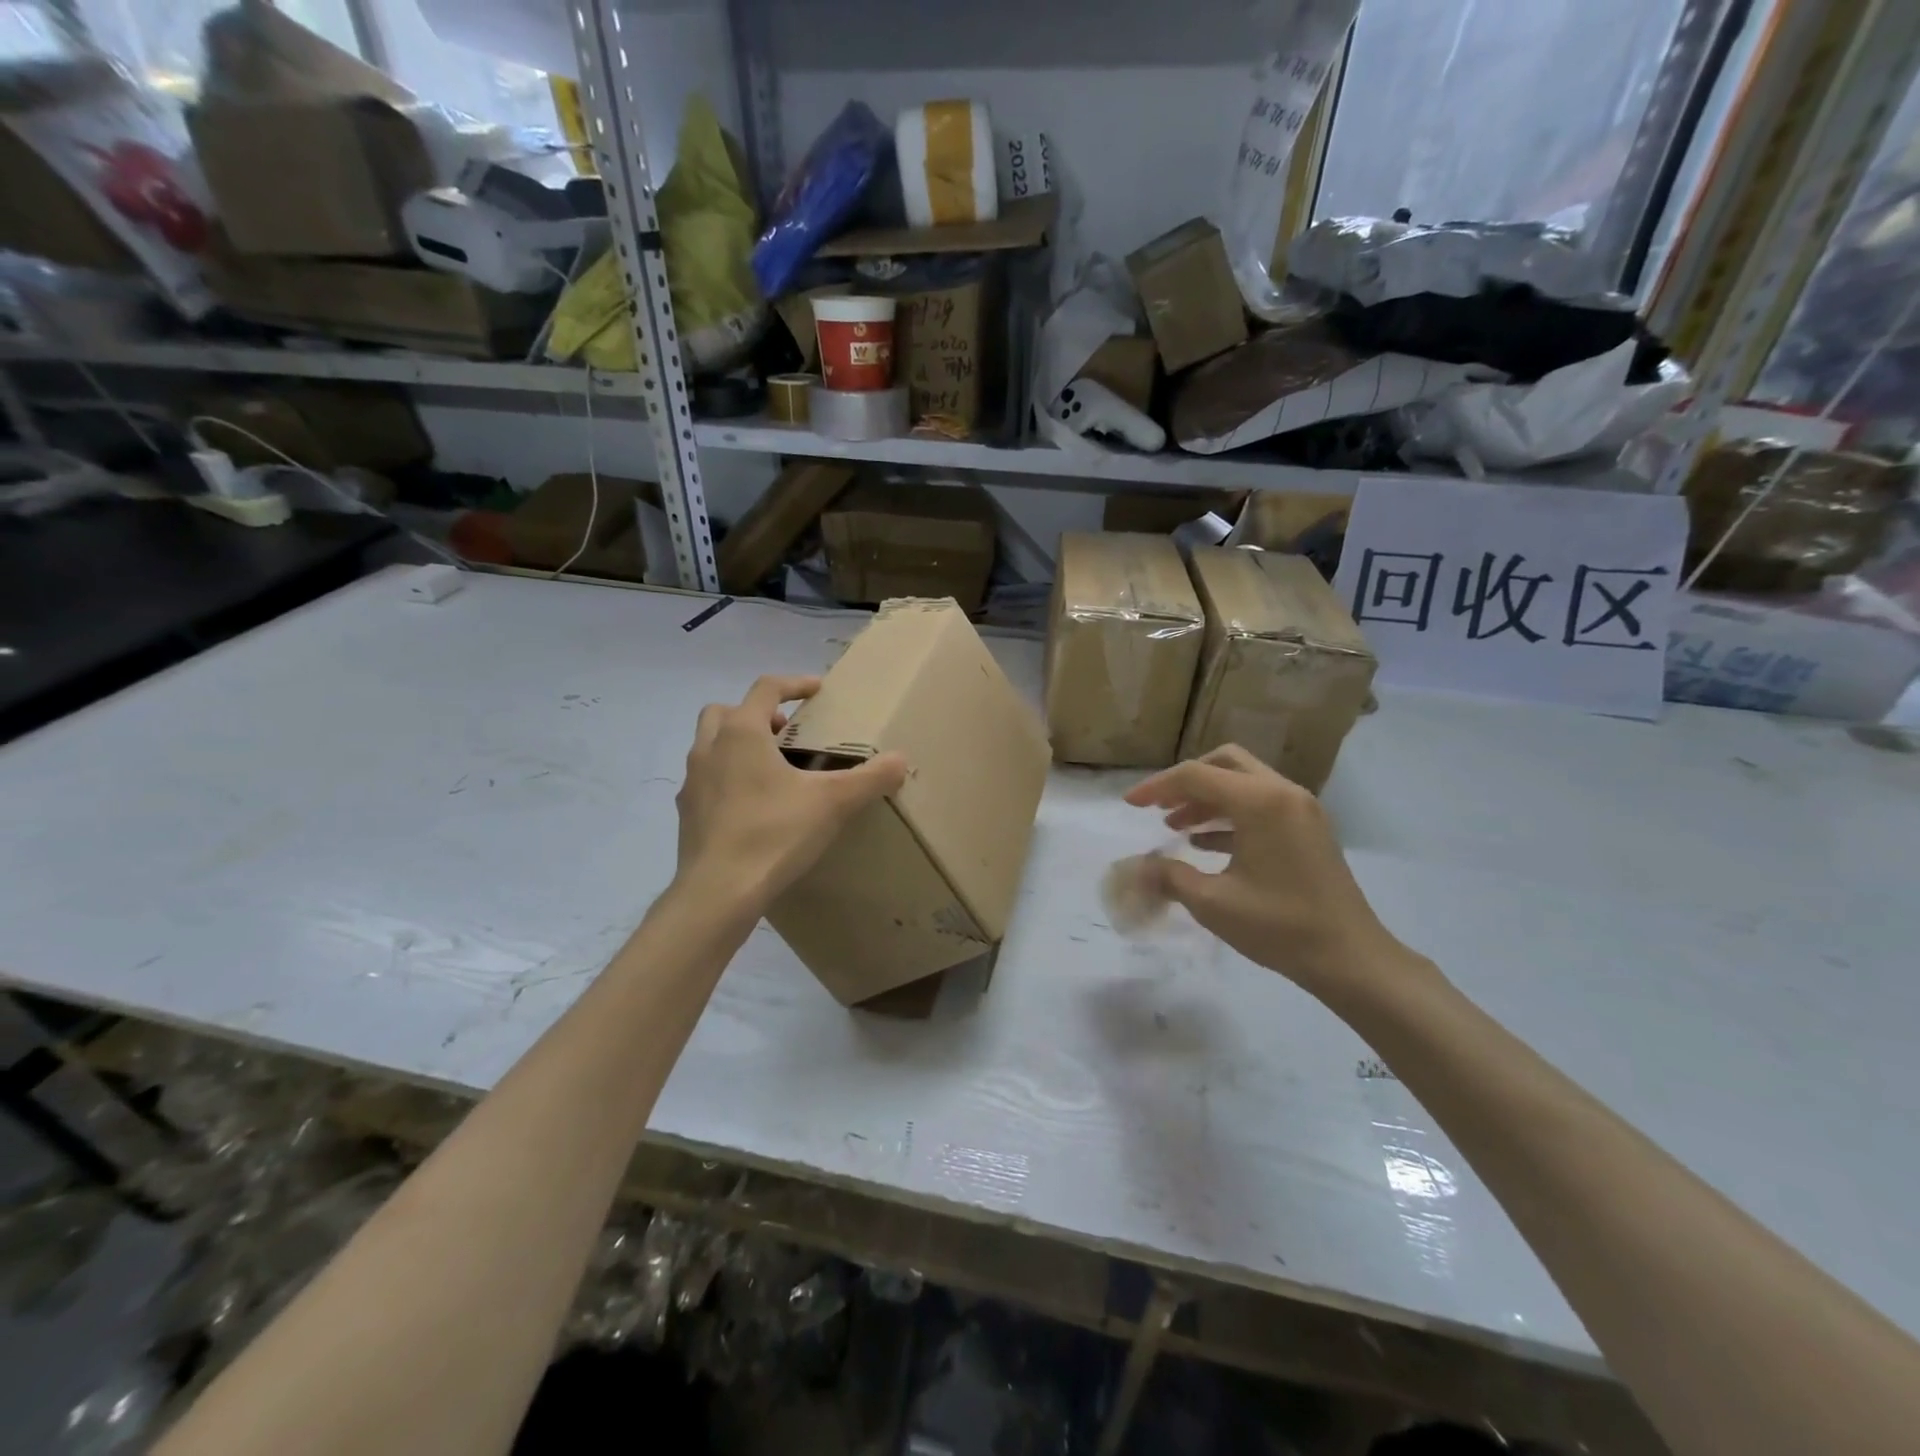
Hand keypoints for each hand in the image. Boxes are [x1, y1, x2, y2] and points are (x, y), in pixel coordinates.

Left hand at [675, 675, 907, 908]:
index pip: (766, 688)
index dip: (795, 684)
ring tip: (772, 769)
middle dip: (756, 713)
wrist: (719, 892)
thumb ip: (870, 778)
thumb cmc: (774, 833)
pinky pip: (707, 781)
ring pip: (710, 745)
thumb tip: (901, 761)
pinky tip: (753, 806)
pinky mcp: (687, 813)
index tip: (818, 690)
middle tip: (785, 733)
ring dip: (737, 745)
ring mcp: (693, 782)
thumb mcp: (833, 803)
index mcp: (742, 733)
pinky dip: (727, 779)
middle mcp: (710, 748)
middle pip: (726, 711)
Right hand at [1125, 745, 1417, 1000]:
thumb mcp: (1213, 903)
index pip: (1196, 776)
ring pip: (1243, 783)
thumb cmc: (1280, 927)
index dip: (1156, 787)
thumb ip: (1169, 876)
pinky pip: (1261, 805)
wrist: (1351, 959)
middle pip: (1224, 764)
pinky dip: (1230, 814)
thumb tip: (1135, 868)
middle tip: (1158, 807)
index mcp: (1260, 802)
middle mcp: (1283, 793)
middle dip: (1185, 782)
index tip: (1129, 805)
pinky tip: (1205, 844)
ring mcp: (1301, 809)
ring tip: (1175, 826)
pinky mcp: (1309, 829)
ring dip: (1207, 799)